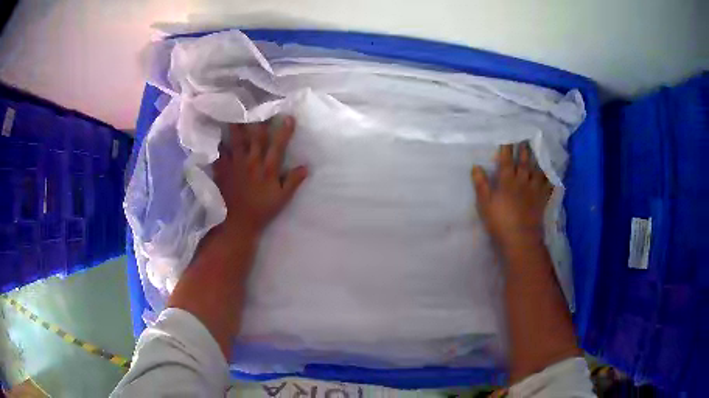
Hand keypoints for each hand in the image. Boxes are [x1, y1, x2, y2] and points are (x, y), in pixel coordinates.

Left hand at [213, 116, 307, 238]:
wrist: (238, 223)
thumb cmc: (262, 210)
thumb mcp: (282, 198)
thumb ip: (293, 182)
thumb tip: (306, 166)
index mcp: (267, 169)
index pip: (277, 146)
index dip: (284, 131)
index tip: (288, 117)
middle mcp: (251, 163)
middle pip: (255, 138)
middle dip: (258, 121)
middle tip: (257, 106)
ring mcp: (235, 166)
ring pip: (236, 141)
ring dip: (237, 127)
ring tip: (234, 114)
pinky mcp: (222, 171)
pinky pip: (220, 154)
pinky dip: (219, 145)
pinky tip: (217, 136)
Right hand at [471, 143, 551, 247]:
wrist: (520, 238)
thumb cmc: (499, 221)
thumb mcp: (484, 203)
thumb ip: (481, 184)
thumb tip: (476, 166)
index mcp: (507, 181)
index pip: (506, 160)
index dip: (507, 147)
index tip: (509, 136)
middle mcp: (522, 181)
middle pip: (524, 162)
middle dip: (524, 149)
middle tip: (526, 138)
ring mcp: (534, 190)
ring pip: (538, 170)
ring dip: (538, 159)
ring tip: (540, 150)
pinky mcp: (542, 200)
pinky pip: (548, 186)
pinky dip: (551, 179)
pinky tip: (553, 175)